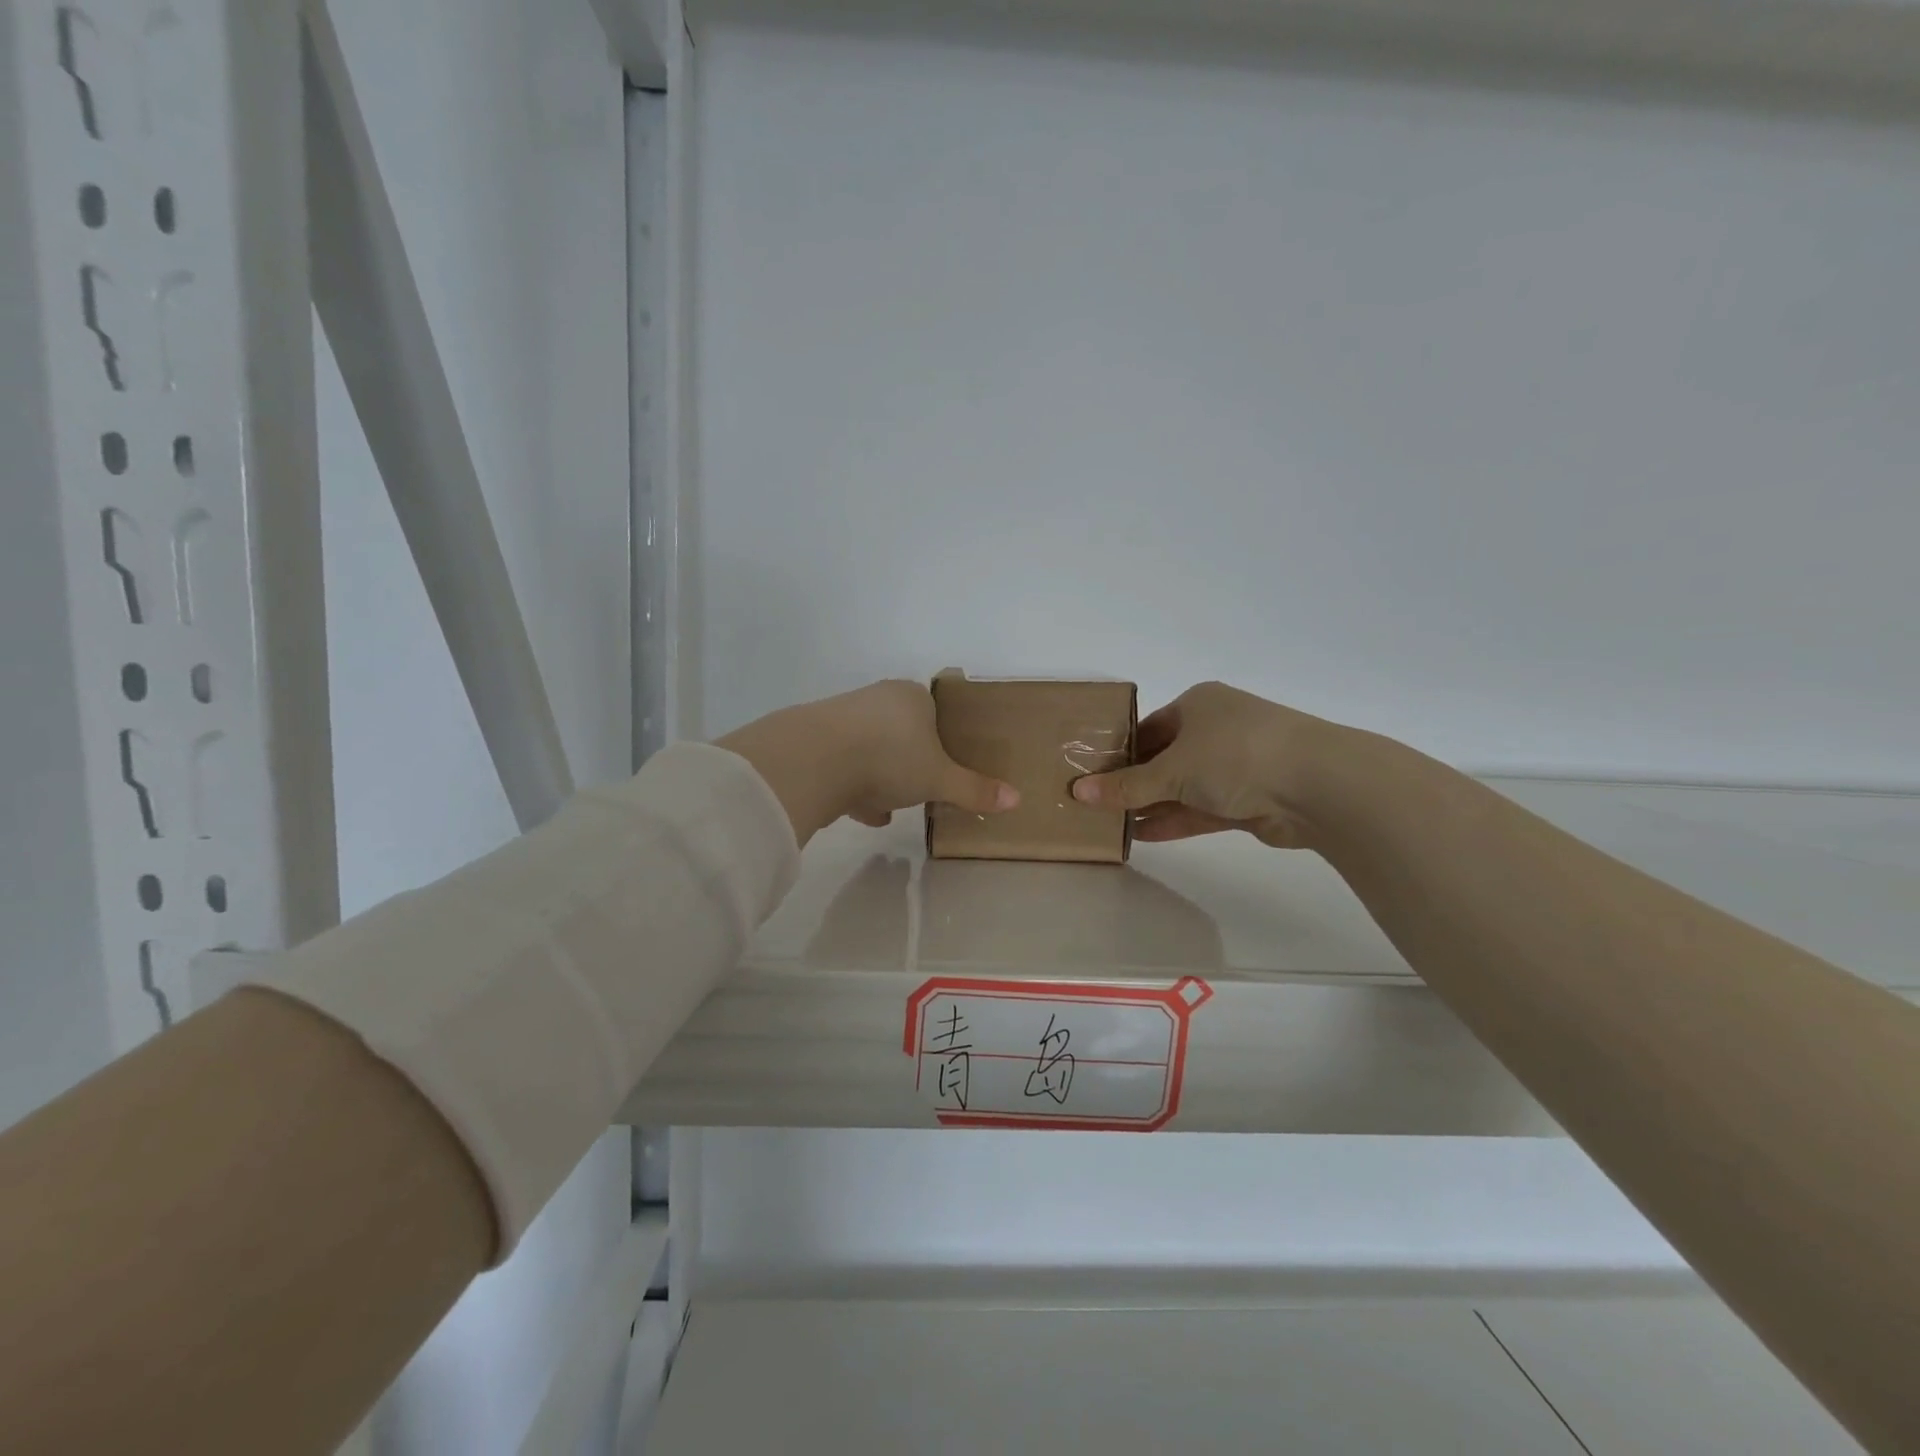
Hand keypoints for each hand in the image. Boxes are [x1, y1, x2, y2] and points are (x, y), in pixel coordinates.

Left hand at [716, 681, 1018, 844]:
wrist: (815, 759)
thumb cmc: (891, 758)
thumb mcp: (939, 779)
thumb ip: (974, 790)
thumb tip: (1016, 799)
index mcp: (912, 697)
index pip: (933, 712)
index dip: (941, 741)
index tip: (943, 768)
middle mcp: (877, 698)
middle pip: (900, 731)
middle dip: (909, 762)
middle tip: (920, 789)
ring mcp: (842, 717)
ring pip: (871, 749)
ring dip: (880, 778)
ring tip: (890, 809)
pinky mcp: (814, 739)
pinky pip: (844, 764)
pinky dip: (855, 787)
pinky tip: (863, 813)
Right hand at [1071, 681, 1329, 849]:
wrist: (1318, 785)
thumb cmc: (1236, 754)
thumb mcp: (1172, 769)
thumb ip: (1126, 785)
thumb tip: (1077, 793)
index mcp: (1197, 705)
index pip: (1147, 728)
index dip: (1118, 752)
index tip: (1090, 775)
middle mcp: (1216, 730)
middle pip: (1163, 758)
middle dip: (1132, 783)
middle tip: (1095, 804)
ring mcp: (1235, 765)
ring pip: (1182, 786)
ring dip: (1151, 805)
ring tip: (1110, 824)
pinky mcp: (1248, 799)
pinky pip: (1201, 809)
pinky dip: (1174, 820)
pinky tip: (1142, 835)